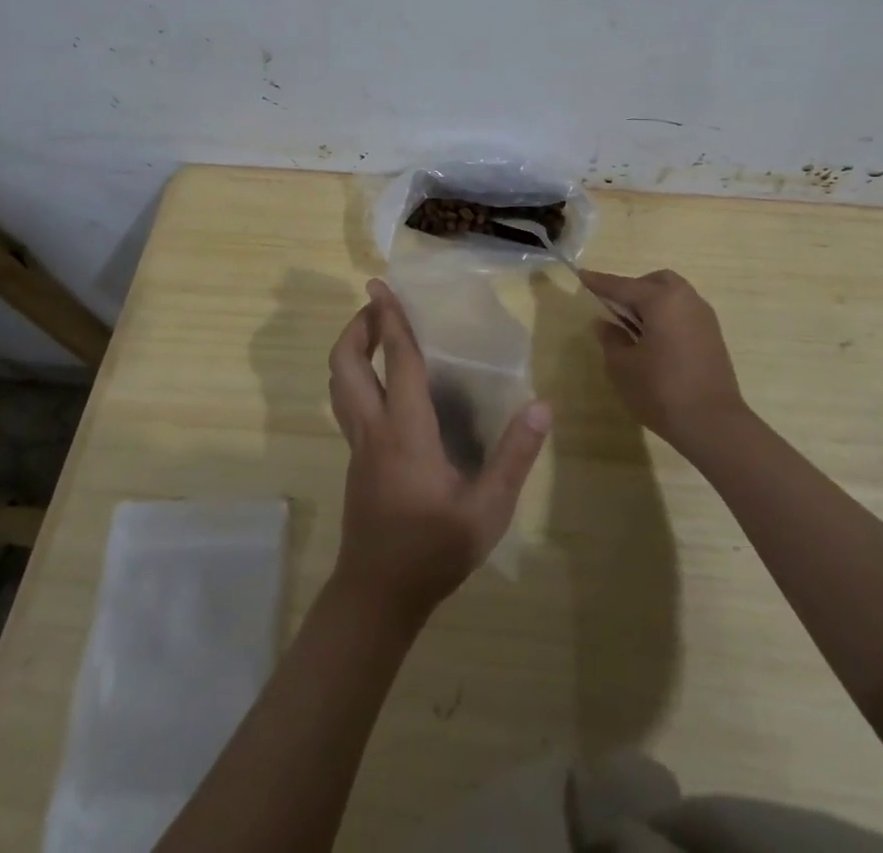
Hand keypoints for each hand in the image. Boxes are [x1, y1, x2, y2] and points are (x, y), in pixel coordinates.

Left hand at [326, 280, 550, 622]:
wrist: (377, 596)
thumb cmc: (433, 550)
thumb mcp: (486, 510)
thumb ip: (514, 456)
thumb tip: (542, 405)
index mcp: (405, 431)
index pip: (396, 361)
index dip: (390, 319)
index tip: (378, 285)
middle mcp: (373, 428)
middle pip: (346, 364)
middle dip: (357, 327)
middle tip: (378, 306)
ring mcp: (358, 445)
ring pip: (340, 383)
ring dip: (352, 349)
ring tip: (378, 332)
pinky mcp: (356, 460)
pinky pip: (348, 403)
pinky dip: (357, 376)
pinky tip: (384, 384)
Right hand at [578, 268, 747, 451]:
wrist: (714, 424)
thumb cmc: (661, 390)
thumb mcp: (623, 366)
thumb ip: (611, 339)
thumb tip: (605, 324)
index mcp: (661, 300)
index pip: (623, 286)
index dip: (600, 282)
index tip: (582, 275)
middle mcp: (686, 299)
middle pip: (655, 282)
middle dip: (633, 288)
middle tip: (614, 307)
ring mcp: (704, 317)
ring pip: (673, 295)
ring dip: (652, 302)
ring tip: (633, 326)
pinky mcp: (713, 336)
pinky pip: (684, 312)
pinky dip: (667, 316)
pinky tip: (655, 340)